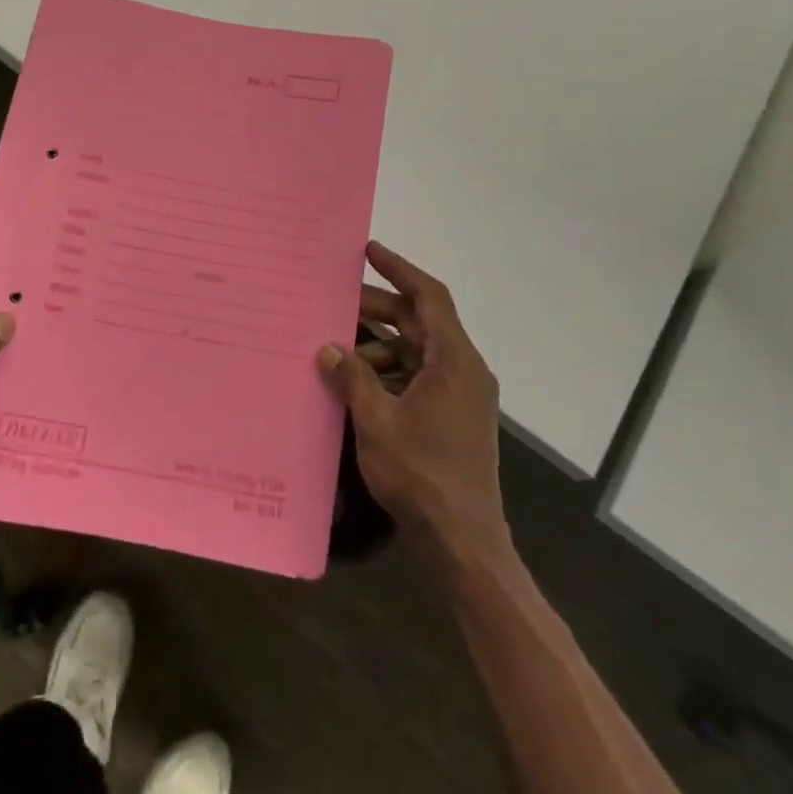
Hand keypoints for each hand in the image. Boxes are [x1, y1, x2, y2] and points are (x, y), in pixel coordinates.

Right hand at [319, 242, 508, 554]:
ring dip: (380, 346)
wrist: (463, 541)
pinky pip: (419, 378)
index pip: (430, 297)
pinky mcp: (453, 418)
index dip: (400, 270)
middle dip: (380, 309)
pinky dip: (390, 373)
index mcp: (454, 361)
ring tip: (338, 351)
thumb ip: (352, 378)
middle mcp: (464, 370)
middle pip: (421, 323)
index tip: (369, 252)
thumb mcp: (377, 421)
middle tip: (337, 302)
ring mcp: (461, 396)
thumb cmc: (421, 474)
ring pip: (418, 352)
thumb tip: (328, 348)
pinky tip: (357, 385)